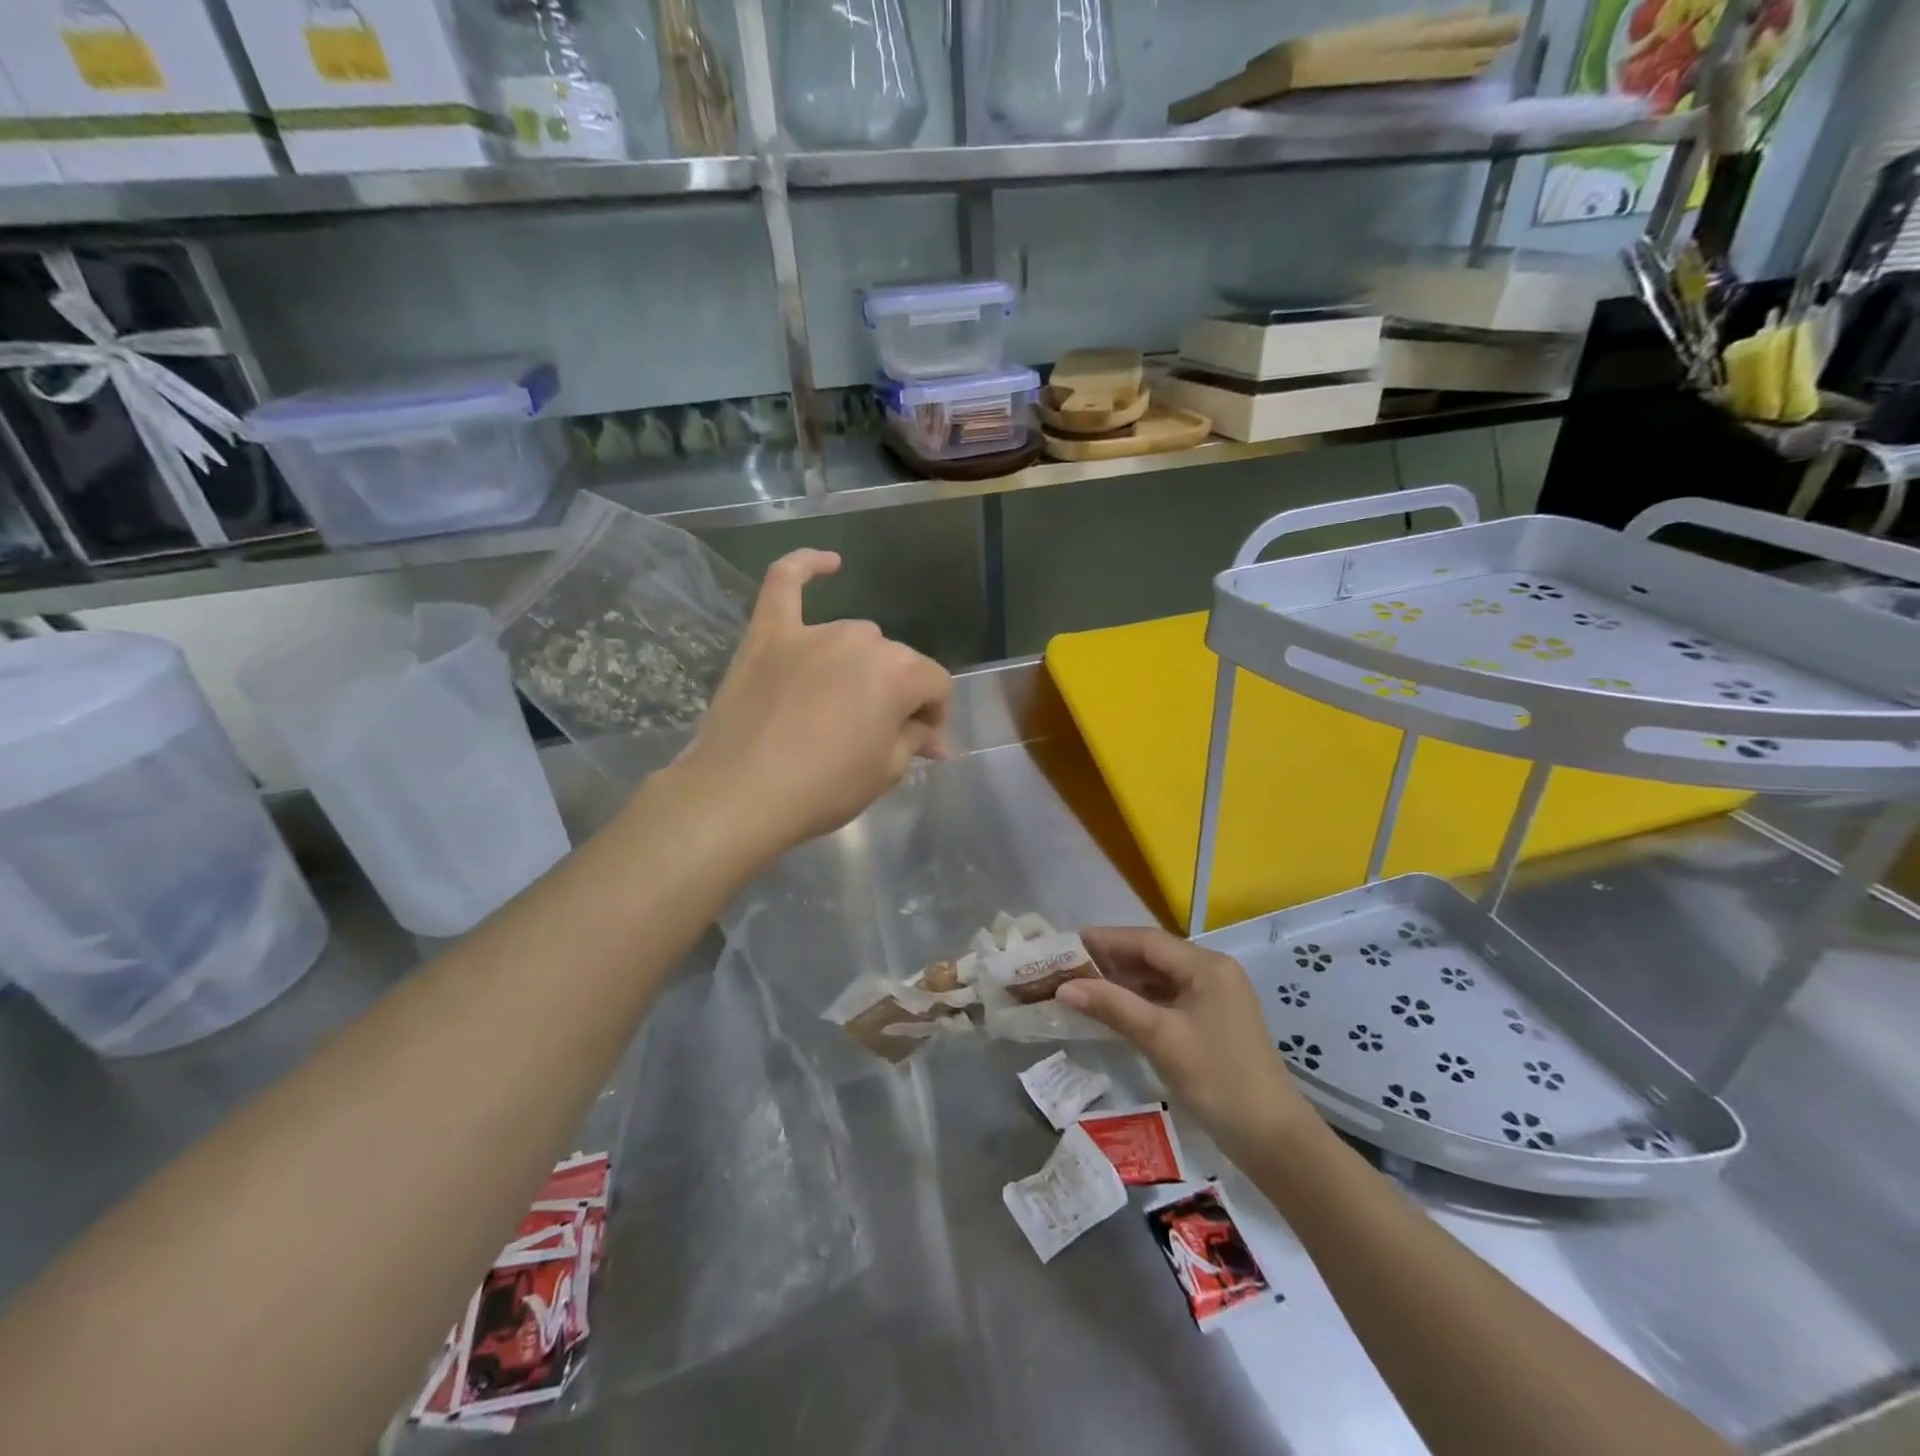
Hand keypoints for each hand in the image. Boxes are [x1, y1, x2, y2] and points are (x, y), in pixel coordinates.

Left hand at [676, 549, 951, 858]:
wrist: (741, 794)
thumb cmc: (824, 788)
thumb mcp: (887, 772)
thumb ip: (916, 739)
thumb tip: (933, 735)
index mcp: (900, 673)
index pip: (935, 683)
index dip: (933, 714)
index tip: (920, 742)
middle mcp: (862, 640)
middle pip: (896, 661)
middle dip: (898, 694)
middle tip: (880, 734)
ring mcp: (812, 632)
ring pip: (854, 638)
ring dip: (860, 666)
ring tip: (843, 704)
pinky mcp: (768, 634)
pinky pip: (785, 584)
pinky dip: (806, 566)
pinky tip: (829, 562)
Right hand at [1059, 927, 1323, 1163]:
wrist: (1274, 1140)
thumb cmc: (1219, 1080)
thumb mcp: (1161, 1039)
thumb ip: (1113, 1007)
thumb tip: (1064, 987)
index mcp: (1207, 966)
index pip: (1147, 940)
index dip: (1105, 940)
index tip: (1066, 944)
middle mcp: (1212, 972)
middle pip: (1152, 956)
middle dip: (1110, 960)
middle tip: (1066, 966)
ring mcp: (1213, 998)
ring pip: (1158, 978)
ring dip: (1122, 981)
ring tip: (1080, 986)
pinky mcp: (1211, 1022)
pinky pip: (1167, 1000)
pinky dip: (1139, 1001)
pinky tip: (1111, 1009)